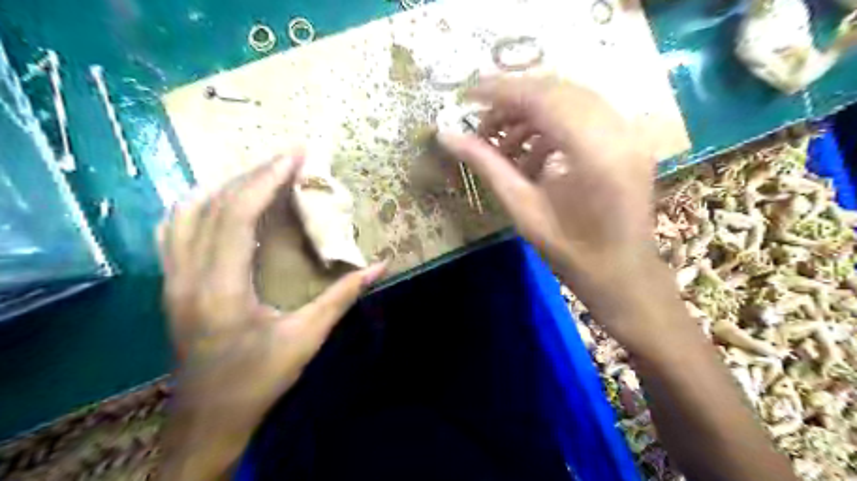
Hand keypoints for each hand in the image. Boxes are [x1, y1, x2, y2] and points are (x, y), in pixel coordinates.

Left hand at [156, 155, 386, 479]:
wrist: (207, 420)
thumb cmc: (257, 381)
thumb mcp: (306, 339)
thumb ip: (342, 297)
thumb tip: (381, 267)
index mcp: (220, 288)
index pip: (237, 213)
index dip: (266, 178)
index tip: (295, 155)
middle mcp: (187, 275)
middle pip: (211, 204)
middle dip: (252, 174)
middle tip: (287, 157)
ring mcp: (172, 279)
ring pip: (184, 212)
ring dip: (224, 185)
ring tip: (260, 174)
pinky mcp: (171, 285)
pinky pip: (175, 229)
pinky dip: (200, 204)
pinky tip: (222, 201)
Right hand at [442, 76, 669, 343]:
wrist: (623, 275)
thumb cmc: (571, 253)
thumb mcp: (522, 209)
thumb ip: (486, 165)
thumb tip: (446, 137)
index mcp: (594, 152)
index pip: (542, 98)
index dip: (500, 91)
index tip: (467, 94)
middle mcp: (619, 131)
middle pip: (558, 90)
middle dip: (514, 102)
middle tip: (482, 125)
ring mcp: (630, 133)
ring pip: (571, 99)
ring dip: (532, 115)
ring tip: (504, 147)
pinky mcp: (630, 140)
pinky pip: (585, 115)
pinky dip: (553, 126)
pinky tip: (533, 154)